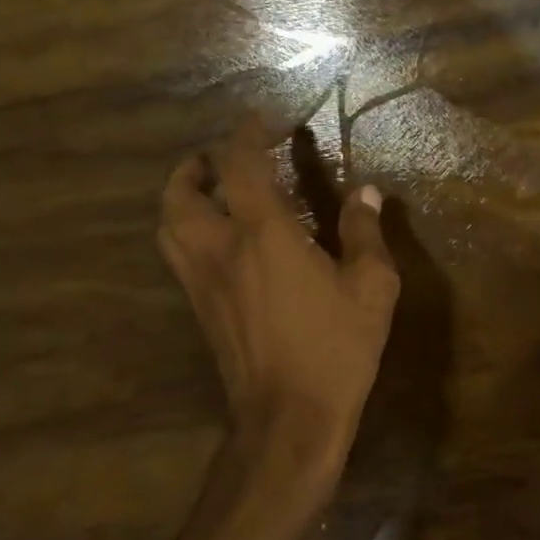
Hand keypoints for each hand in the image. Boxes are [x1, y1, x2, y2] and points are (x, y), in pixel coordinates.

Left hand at [158, 119, 399, 490]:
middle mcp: (221, 250)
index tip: (259, 120)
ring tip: (210, 192)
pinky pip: (178, 255)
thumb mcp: (371, 288)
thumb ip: (365, 233)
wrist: (288, 419)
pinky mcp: (199, 311)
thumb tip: (366, 192)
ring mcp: (202, 283)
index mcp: (264, 236)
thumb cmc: (336, 348)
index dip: (246, 135)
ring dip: (182, 197)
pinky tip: (219, 241)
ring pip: (168, 226)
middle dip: (194, 166)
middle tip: (218, 158)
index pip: (240, 166)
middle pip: (181, 193)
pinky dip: (187, 230)